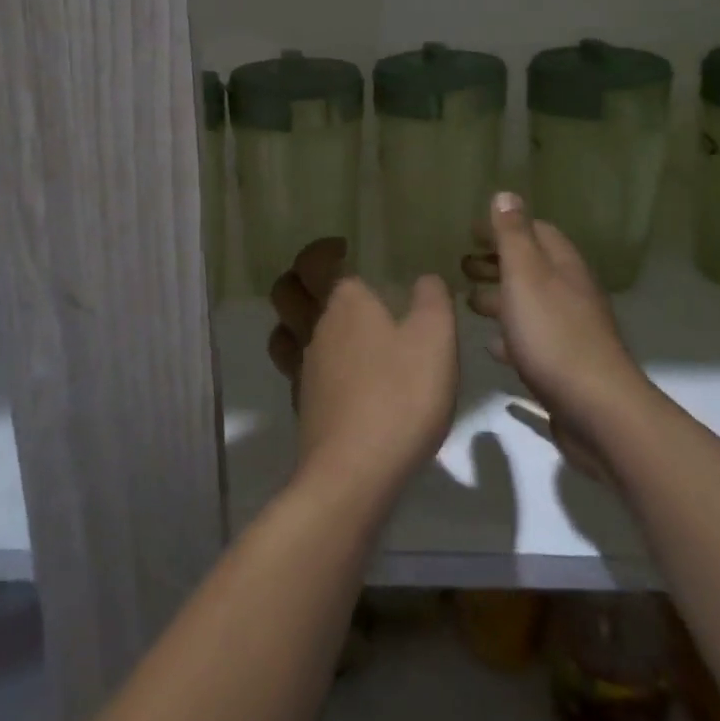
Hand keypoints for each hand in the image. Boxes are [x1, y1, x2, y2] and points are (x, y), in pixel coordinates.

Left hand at [268, 239, 458, 496]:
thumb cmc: (400, 396)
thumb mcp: (436, 340)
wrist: (355, 473)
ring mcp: (302, 369)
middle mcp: (314, 328)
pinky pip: (292, 367)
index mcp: (343, 303)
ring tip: (319, 319)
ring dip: (293, 318)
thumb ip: (433, 300)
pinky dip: (302, 357)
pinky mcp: (302, 405)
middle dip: (298, 279)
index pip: (314, 262)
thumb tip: (425, 279)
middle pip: (286, 293)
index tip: (340, 247)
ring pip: (283, 330)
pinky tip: (329, 370)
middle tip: (323, 278)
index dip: (320, 251)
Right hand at [462, 193, 645, 455]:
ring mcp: (571, 332)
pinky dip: (510, 336)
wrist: (597, 411)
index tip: (469, 232)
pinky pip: (532, 341)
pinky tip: (491, 346)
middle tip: (461, 265)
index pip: (536, 232)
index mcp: (563, 267)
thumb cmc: (553, 335)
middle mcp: (571, 294)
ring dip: (500, 298)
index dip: (503, 228)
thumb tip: (505, 194)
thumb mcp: (526, 276)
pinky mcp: (565, 368)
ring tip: (468, 302)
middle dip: (497, 262)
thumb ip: (513, 236)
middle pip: (532, 268)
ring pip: (530, 304)